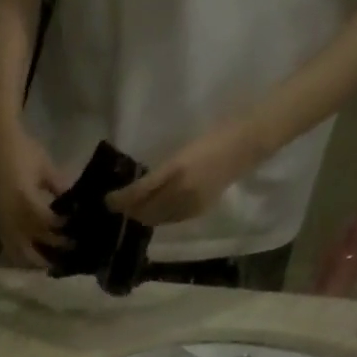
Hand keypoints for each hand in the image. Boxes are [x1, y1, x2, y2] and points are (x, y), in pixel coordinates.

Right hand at [0, 123, 70, 267]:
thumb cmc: (24, 151)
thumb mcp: (45, 166)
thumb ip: (58, 185)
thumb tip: (74, 202)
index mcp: (23, 198)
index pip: (43, 220)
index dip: (58, 228)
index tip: (74, 231)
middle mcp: (11, 213)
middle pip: (31, 240)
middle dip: (50, 248)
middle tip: (67, 253)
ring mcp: (2, 220)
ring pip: (18, 249)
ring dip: (33, 259)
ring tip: (49, 266)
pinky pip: (7, 246)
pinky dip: (18, 256)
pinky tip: (28, 262)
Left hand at [105, 120, 270, 226]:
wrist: (249, 142)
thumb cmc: (215, 136)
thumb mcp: (182, 151)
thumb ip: (159, 172)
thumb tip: (134, 190)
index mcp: (175, 173)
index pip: (138, 194)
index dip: (120, 200)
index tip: (107, 200)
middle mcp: (180, 194)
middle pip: (144, 212)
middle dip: (128, 211)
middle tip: (117, 205)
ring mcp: (189, 206)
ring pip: (156, 219)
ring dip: (141, 216)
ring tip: (131, 210)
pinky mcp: (198, 211)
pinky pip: (169, 220)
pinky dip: (157, 217)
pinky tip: (154, 210)